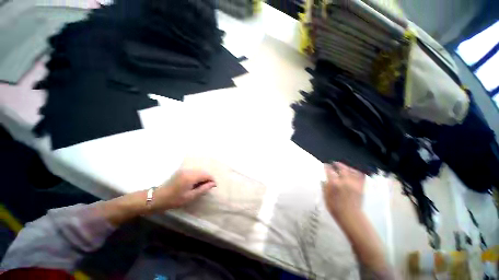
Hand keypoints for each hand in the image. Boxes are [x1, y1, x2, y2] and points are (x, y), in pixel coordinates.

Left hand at [151, 169, 215, 211]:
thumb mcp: (190, 196)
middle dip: (207, 178)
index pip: (206, 175)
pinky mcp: (181, 171)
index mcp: (191, 177)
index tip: (213, 187)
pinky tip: (195, 184)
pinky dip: (197, 176)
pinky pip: (193, 172)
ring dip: (202, 177)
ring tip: (201, 186)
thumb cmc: (174, 200)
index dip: (212, 180)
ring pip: (198, 171)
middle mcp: (189, 171)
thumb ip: (203, 189)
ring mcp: (184, 170)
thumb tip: (213, 184)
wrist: (157, 198)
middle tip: (207, 187)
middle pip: (203, 172)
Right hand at [323, 162, 364, 224]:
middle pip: (341, 168)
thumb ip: (324, 186)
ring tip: (343, 166)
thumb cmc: (335, 207)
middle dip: (337, 164)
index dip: (326, 166)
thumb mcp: (325, 196)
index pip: (329, 171)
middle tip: (334, 163)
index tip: (325, 165)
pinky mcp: (360, 187)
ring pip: (351, 170)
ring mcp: (354, 184)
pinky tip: (353, 172)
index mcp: (334, 183)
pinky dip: (357, 172)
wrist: (350, 216)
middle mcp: (344, 181)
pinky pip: (360, 176)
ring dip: (346, 167)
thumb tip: (324, 179)